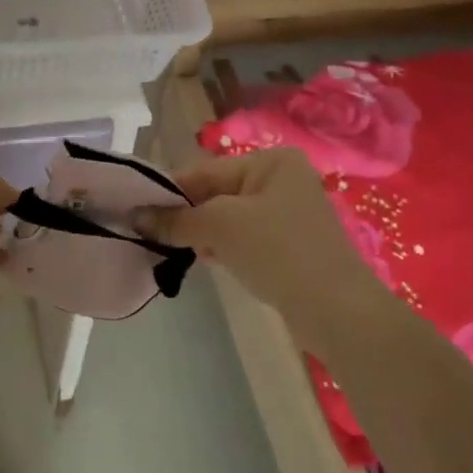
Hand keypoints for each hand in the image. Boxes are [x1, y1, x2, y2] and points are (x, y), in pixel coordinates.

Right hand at [139, 148, 390, 351]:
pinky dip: (225, 247)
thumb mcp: (220, 227)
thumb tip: (135, 217)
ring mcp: (290, 213)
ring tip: (177, 250)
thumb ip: (176, 219)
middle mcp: (282, 179)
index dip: (170, 191)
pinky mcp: (291, 245)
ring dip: (204, 233)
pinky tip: (210, 261)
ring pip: (229, 218)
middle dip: (187, 215)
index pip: (206, 171)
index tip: (136, 209)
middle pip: (217, 193)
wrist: (338, 310)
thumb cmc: (278, 250)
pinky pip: (246, 237)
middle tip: (153, 234)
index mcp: (271, 161)